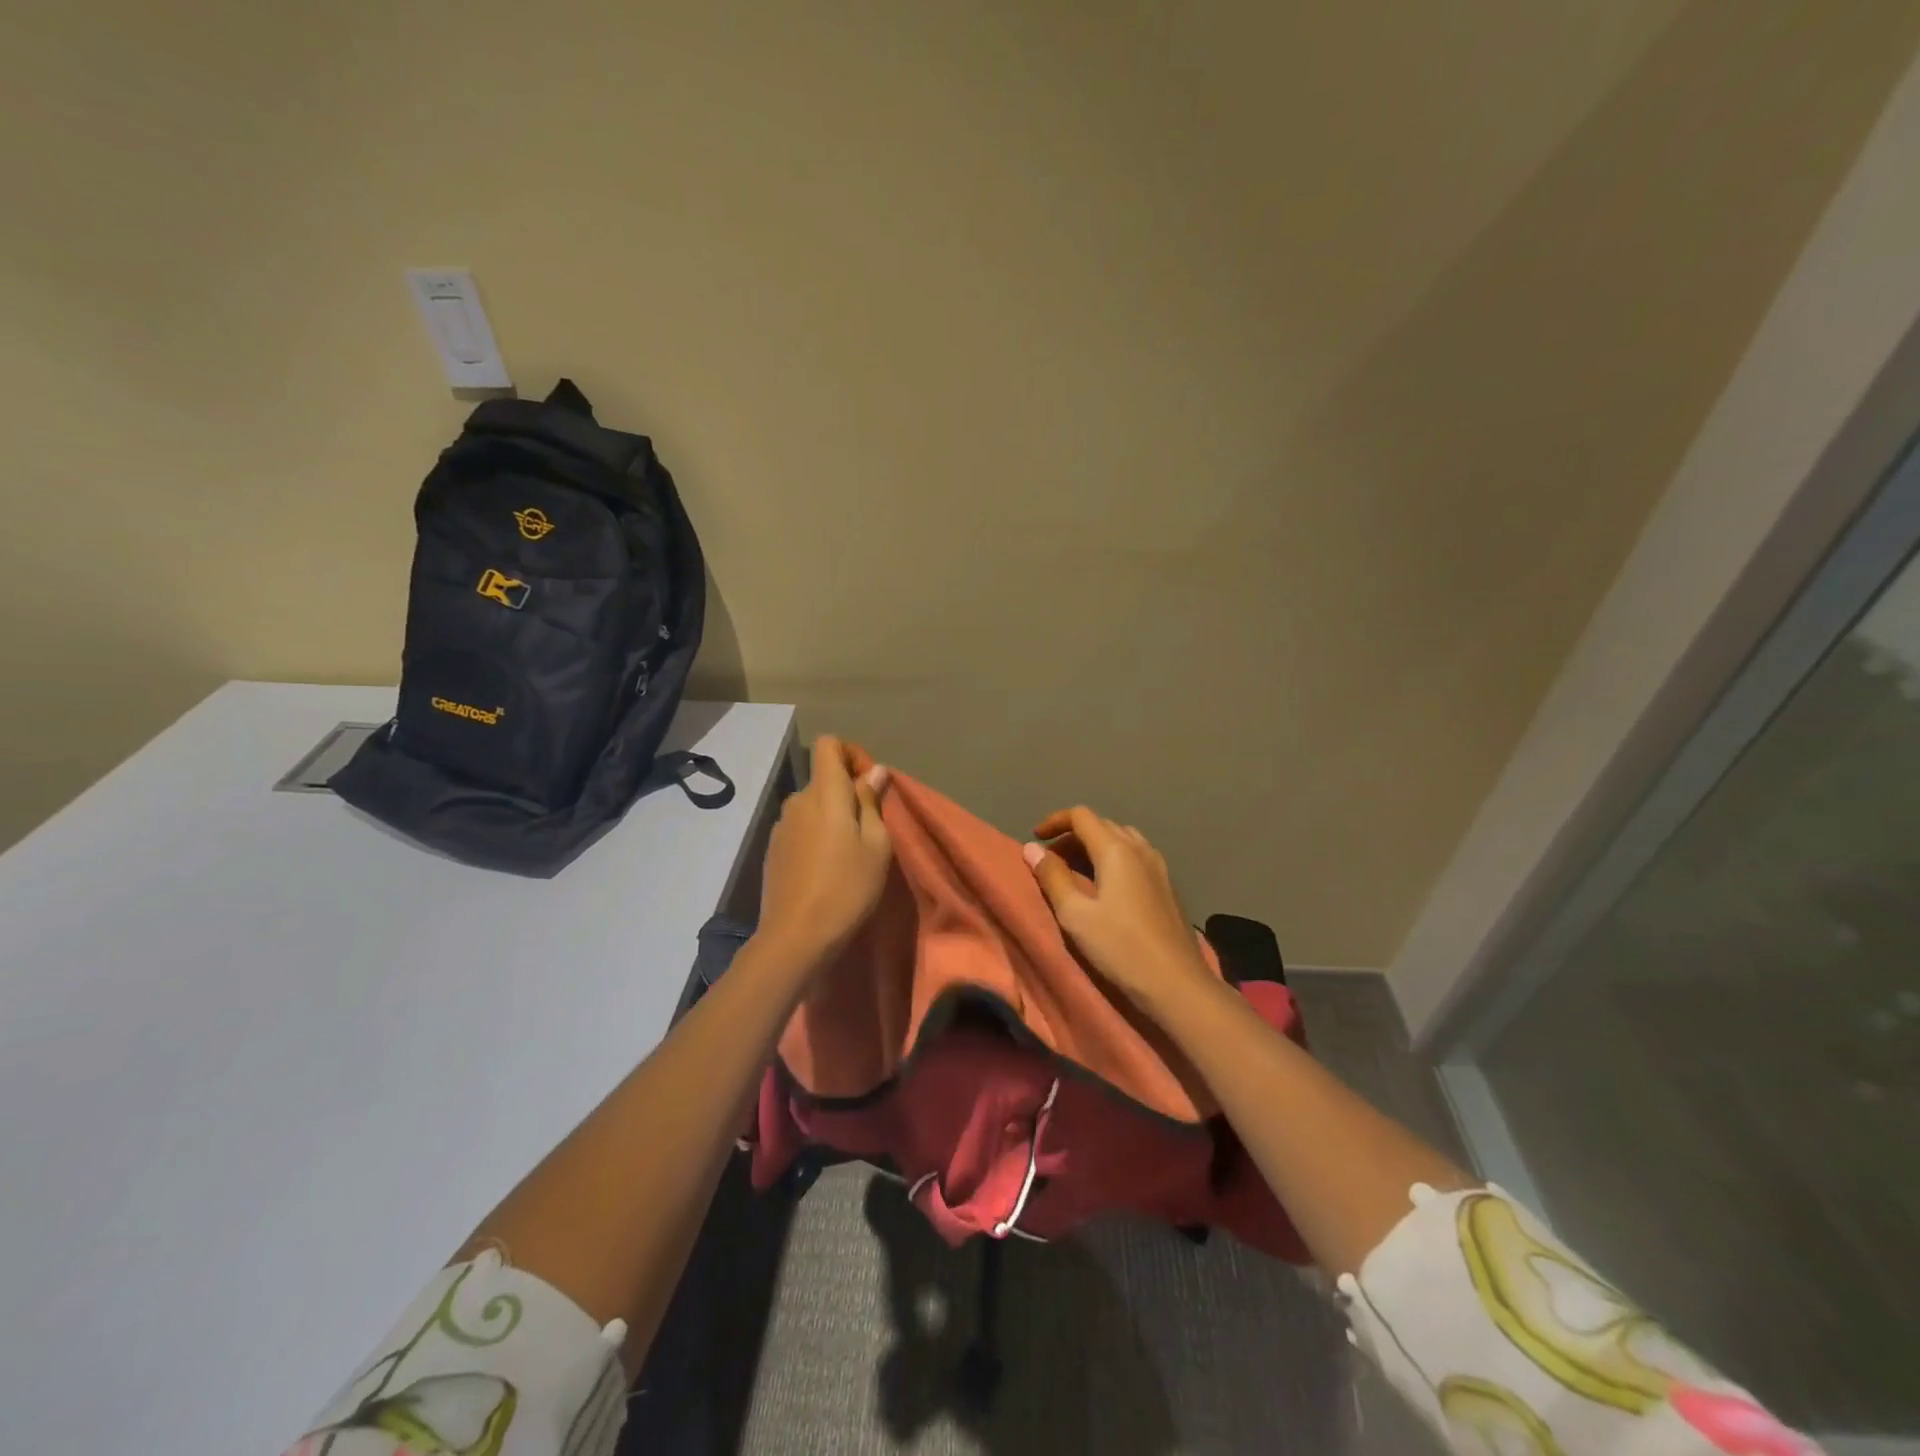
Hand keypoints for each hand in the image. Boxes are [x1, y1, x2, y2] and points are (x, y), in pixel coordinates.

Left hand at [757, 735, 893, 965]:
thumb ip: (872, 802)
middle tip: (869, 829)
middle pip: (823, 779)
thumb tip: (874, 772)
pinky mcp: (773, 850)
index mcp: (825, 793)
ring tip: (849, 854)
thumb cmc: (847, 887)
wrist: (796, 936)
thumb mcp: (876, 845)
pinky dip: (817, 836)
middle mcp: (798, 801)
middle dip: (847, 793)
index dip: (851, 753)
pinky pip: (801, 828)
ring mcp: (781, 826)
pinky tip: (826, 869)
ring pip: (813, 806)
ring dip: (832, 818)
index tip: (869, 783)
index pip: (828, 744)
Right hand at [1024, 807, 1217, 1016]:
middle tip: (1051, 860)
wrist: (1177, 983)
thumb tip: (1032, 848)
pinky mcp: (1168, 885)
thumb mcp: (1075, 915)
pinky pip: (1136, 856)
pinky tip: (1107, 886)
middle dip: (1072, 835)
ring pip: (1122, 839)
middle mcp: (1140, 849)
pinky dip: (1113, 858)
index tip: (1035, 838)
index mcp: (1116, 850)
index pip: (1082, 816)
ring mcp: (1159, 866)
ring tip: (1077, 870)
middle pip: (1102, 825)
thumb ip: (1052, 877)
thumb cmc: (1120, 947)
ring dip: (1095, 846)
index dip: (1055, 821)